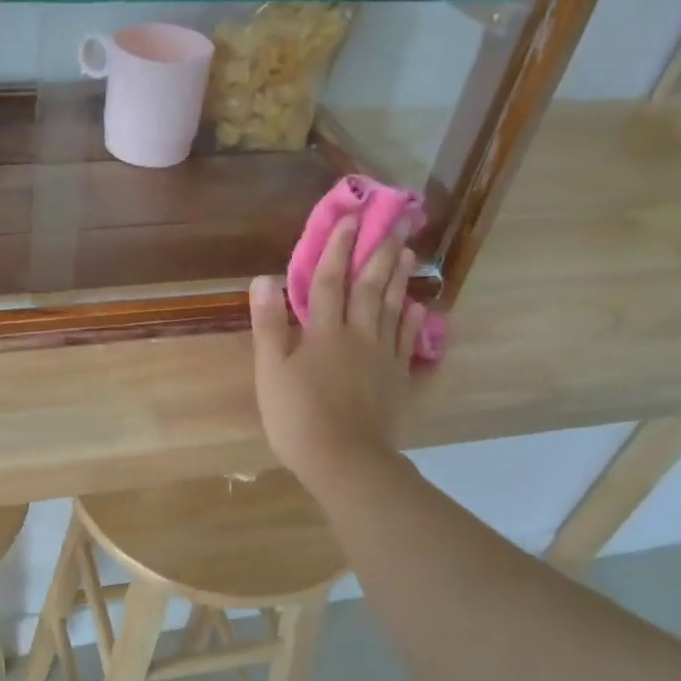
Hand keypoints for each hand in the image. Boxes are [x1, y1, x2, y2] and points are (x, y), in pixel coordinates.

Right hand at [249, 218, 430, 495]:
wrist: (345, 460)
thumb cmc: (298, 415)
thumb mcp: (271, 370)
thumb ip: (268, 324)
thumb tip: (263, 279)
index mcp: (324, 332)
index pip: (329, 282)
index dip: (336, 250)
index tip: (347, 220)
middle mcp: (358, 335)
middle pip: (369, 288)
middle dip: (377, 254)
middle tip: (393, 224)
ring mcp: (382, 357)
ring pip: (392, 308)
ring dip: (399, 278)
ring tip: (408, 252)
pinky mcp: (396, 378)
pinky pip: (406, 340)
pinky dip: (411, 319)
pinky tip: (416, 305)